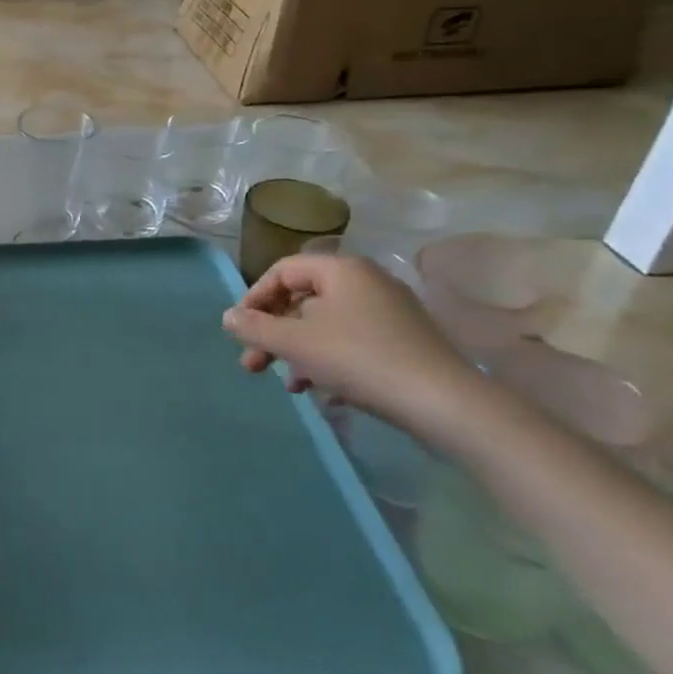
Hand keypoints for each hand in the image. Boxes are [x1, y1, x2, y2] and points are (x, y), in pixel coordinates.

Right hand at [222, 254, 483, 446]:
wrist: (444, 404)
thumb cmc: (359, 359)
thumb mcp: (295, 343)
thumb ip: (255, 327)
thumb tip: (228, 316)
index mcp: (341, 270)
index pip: (282, 271)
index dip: (254, 298)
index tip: (240, 330)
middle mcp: (366, 282)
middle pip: (303, 300)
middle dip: (273, 333)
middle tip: (252, 365)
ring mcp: (389, 312)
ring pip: (326, 325)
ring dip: (297, 352)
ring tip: (287, 385)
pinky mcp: (404, 342)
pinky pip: (352, 342)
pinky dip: (328, 361)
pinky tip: (321, 392)